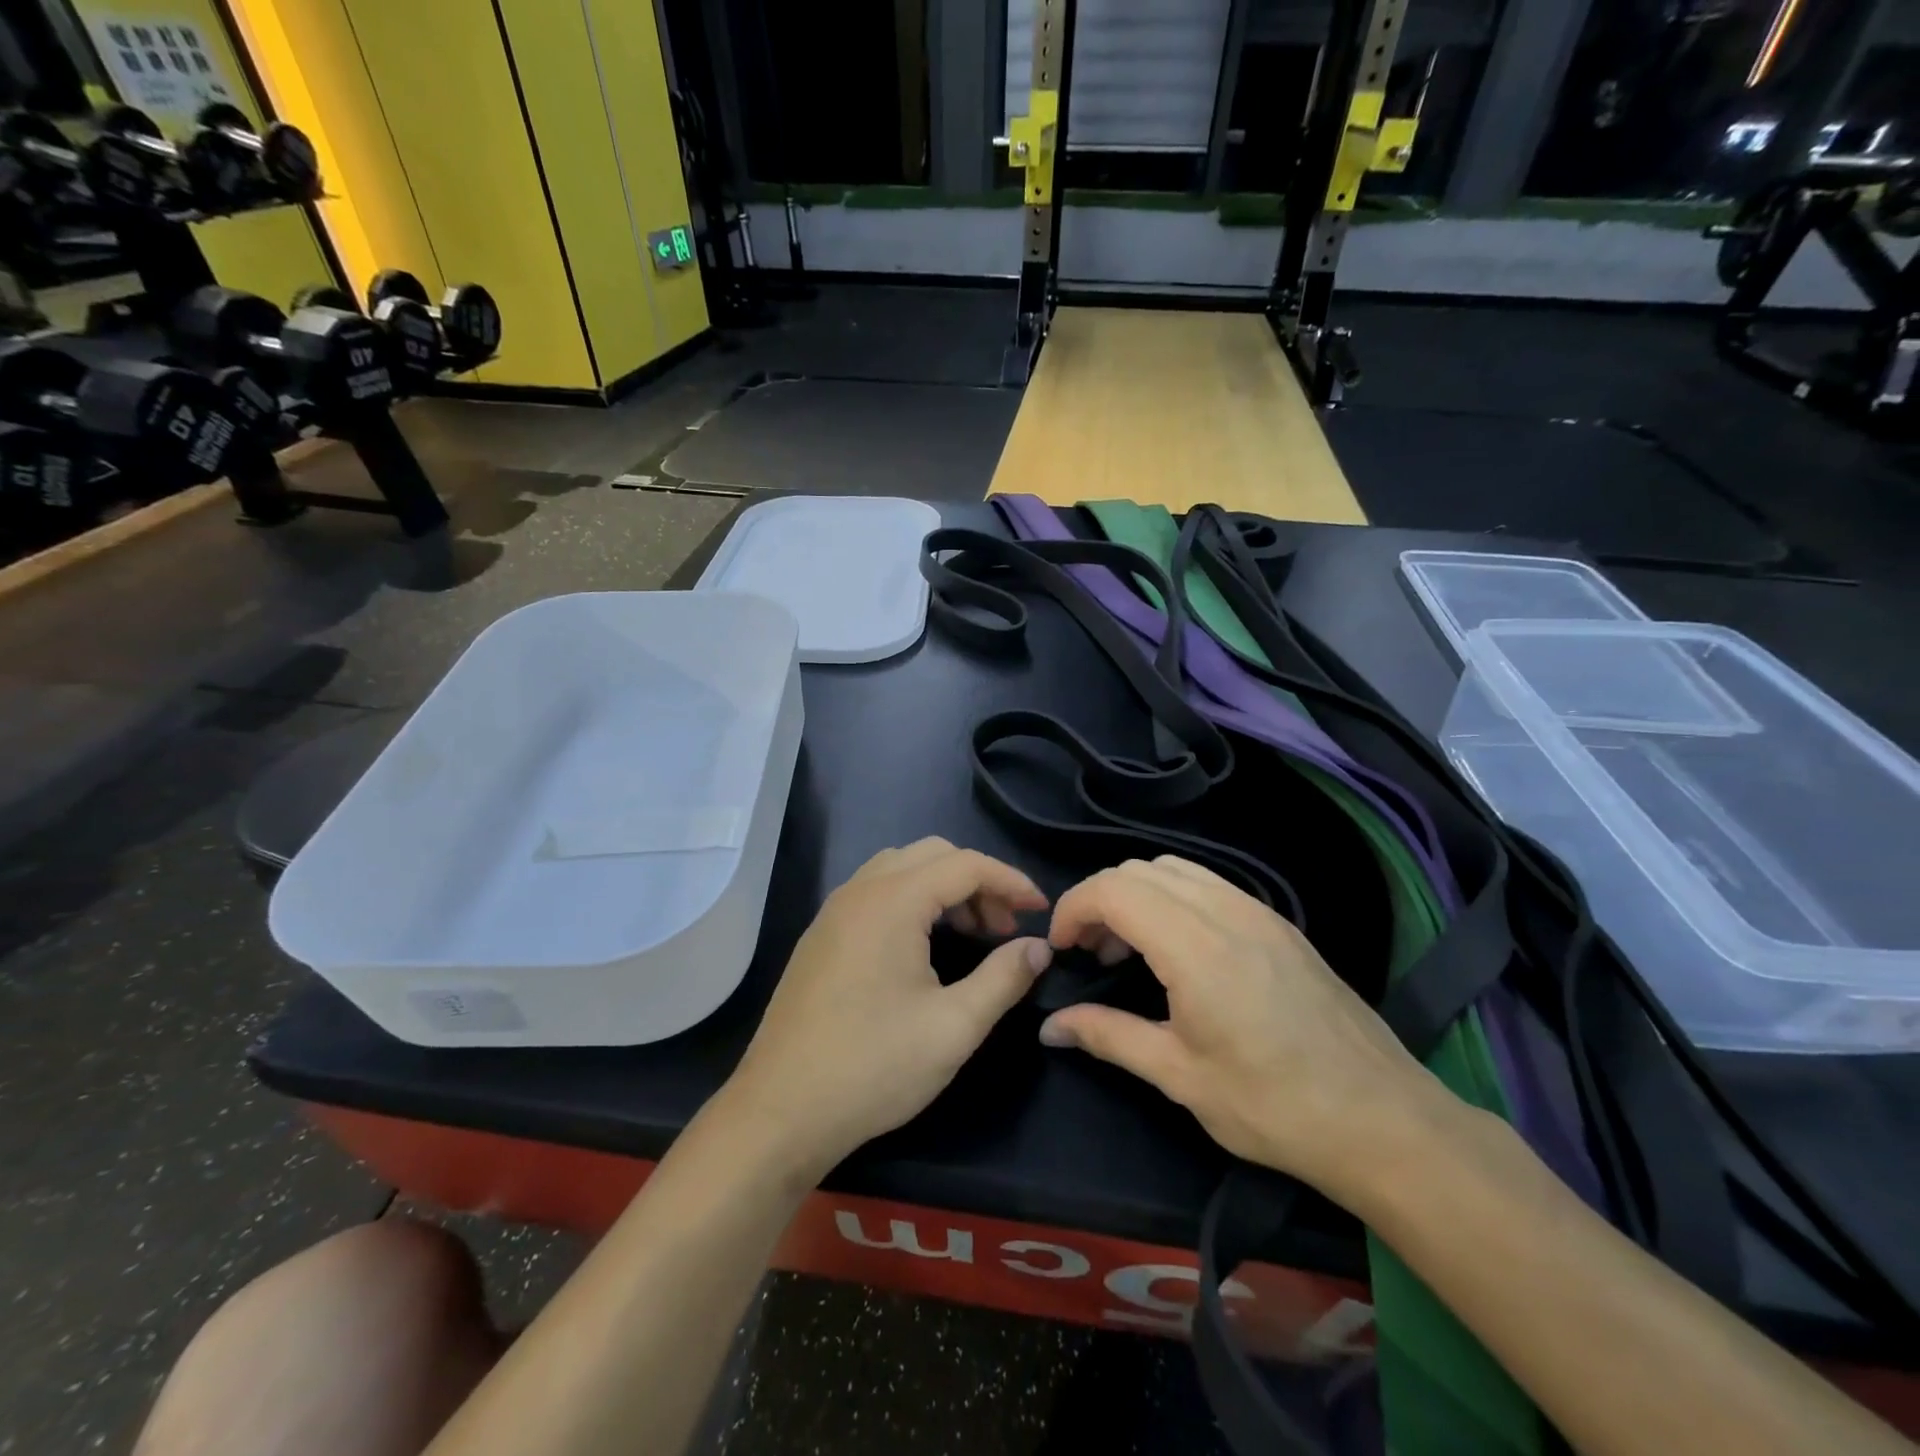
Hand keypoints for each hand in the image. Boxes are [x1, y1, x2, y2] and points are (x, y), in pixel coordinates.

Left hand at [723, 838, 1052, 1176]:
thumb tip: (1039, 948)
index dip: (1010, 881)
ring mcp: (834, 911)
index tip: (1041, 911)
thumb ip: (1004, 978)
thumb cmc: (873, 1067)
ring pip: (901, 868)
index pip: (965, 864)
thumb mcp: (954, 1027)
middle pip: (932, 854)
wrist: (780, 1111)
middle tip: (1005, 927)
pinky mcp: (821, 935)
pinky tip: (925, 945)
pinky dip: (912, 900)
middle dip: (977, 881)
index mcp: (892, 901)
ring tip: (972, 933)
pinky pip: (876, 892)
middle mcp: (860, 891)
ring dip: (943, 888)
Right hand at [1039, 856, 1446, 1202]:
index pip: (1113, 890)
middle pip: (1138, 870)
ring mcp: (1258, 911)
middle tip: (1089, 954)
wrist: (1383, 1120)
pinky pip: (1208, 884)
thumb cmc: (1274, 1105)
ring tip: (1129, 951)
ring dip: (1136, 895)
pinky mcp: (1278, 923)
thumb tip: (1049, 1025)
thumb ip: (1108, 1036)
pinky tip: (1177, 951)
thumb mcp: (1180, 1077)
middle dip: (1099, 901)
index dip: (1073, 909)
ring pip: (1174, 869)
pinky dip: (1172, 898)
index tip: (1061, 950)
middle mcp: (1226, 911)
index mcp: (1196, 946)